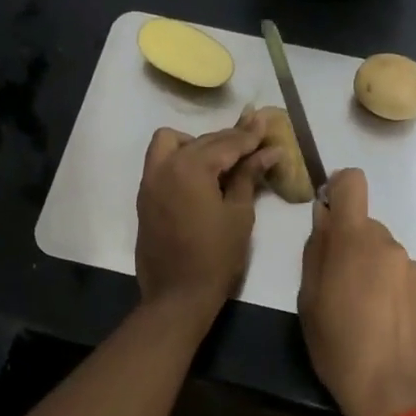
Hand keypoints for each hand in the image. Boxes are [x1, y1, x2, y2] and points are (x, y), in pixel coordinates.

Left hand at [135, 121, 276, 317]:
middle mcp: (164, 166)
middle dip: (229, 139)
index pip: (226, 143)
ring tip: (223, 160)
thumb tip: (269, 151)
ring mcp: (150, 181)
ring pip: (171, 143)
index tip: (266, 120)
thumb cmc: (216, 257)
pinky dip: (182, 159)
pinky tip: (203, 175)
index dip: (250, 134)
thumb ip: (248, 176)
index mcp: (190, 167)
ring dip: (197, 144)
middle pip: (202, 140)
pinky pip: (162, 163)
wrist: (177, 296)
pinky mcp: (145, 197)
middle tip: (256, 140)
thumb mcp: (239, 214)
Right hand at [298, 168, 415, 415]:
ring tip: (367, 315)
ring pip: (386, 255)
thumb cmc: (340, 347)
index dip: (338, 188)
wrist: (398, 394)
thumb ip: (316, 251)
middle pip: (366, 227)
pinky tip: (390, 326)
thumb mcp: (309, 300)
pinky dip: (395, 292)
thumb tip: (323, 220)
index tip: (329, 214)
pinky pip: (405, 278)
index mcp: (355, 240)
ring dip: (374, 272)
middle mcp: (390, 244)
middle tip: (340, 289)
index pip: (352, 182)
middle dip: (352, 247)